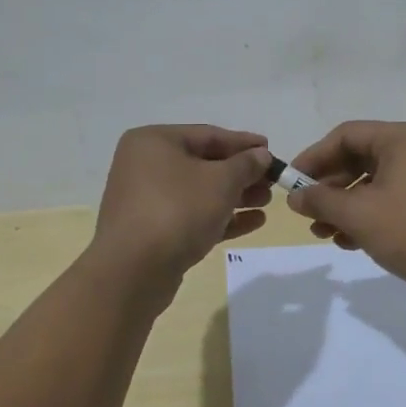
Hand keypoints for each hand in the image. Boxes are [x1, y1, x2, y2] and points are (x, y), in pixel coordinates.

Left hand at [88, 125, 272, 281]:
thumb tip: (261, 155)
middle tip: (272, 182)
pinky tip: (254, 222)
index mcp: (154, 142)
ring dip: (236, 196)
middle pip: (204, 164)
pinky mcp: (152, 231)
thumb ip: (246, 164)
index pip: (208, 135)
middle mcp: (145, 166)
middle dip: (242, 174)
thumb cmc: (178, 210)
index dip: (243, 143)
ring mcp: (146, 201)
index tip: (272, 150)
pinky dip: (221, 217)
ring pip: (200, 192)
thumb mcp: (221, 181)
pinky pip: (192, 216)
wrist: (133, 271)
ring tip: (266, 202)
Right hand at [284, 121, 405, 291]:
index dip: (314, 157)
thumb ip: (321, 201)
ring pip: (369, 181)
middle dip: (328, 187)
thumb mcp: (358, 215)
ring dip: (342, 205)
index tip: (292, 183)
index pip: (345, 135)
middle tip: (306, 212)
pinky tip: (348, 241)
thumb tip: (293, 197)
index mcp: (400, 138)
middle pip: (356, 157)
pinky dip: (364, 214)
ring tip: (323, 233)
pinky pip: (385, 197)